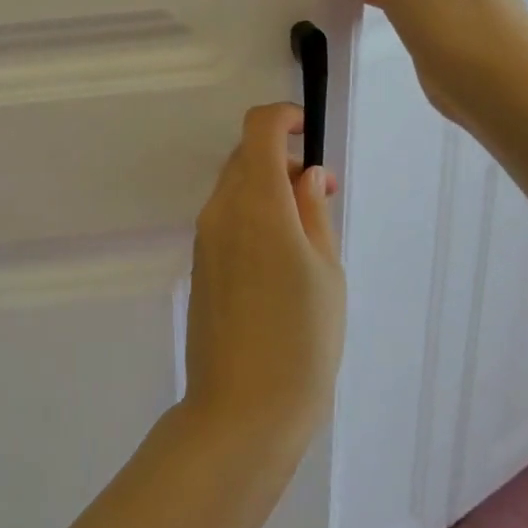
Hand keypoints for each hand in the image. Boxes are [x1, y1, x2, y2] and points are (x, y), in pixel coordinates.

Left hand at [182, 104, 344, 459]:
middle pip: (245, 156)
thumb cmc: (302, 341)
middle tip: (320, 196)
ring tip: (306, 234)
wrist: (242, 409)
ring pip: (234, 186)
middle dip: (281, 158)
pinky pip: (226, 217)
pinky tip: (280, 259)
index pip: (258, 129)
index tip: (309, 132)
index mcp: (257, 203)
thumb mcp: (326, 273)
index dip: (283, 117)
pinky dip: (252, 214)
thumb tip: (308, 174)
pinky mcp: (200, 261)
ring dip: (267, 188)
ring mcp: (205, 236)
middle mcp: (222, 209)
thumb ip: (313, 212)